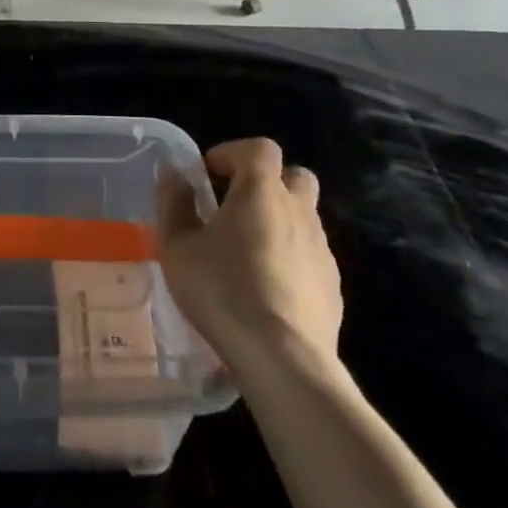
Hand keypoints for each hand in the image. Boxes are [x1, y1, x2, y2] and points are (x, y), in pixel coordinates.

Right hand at [157, 138, 341, 375]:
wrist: (283, 359)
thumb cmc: (223, 290)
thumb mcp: (179, 246)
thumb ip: (174, 203)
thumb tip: (174, 174)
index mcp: (262, 190)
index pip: (259, 148)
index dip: (233, 152)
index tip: (208, 173)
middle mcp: (299, 211)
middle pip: (294, 176)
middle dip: (267, 182)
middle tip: (236, 204)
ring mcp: (322, 250)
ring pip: (304, 218)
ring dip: (278, 222)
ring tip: (246, 252)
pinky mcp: (333, 288)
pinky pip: (310, 257)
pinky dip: (290, 259)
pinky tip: (267, 289)